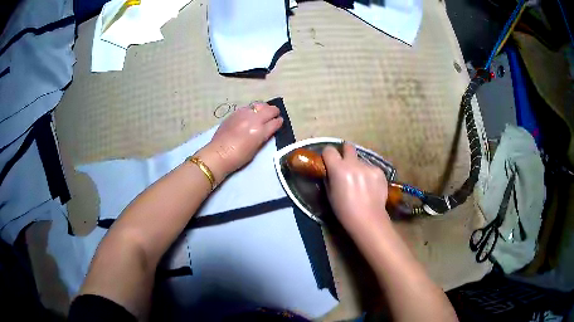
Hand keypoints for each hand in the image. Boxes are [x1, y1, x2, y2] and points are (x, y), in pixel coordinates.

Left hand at [197, 102, 282, 183]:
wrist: (218, 154)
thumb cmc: (238, 158)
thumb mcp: (255, 149)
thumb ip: (263, 137)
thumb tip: (268, 130)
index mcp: (260, 131)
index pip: (275, 122)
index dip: (279, 122)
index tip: (280, 122)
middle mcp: (253, 119)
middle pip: (269, 110)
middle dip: (274, 112)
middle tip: (274, 115)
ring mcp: (243, 114)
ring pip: (258, 105)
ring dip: (263, 108)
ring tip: (263, 113)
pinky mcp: (234, 113)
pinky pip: (247, 107)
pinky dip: (252, 110)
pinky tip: (251, 114)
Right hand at [323, 144, 389, 230]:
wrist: (368, 220)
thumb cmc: (344, 211)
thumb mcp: (330, 194)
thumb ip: (330, 178)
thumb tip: (330, 171)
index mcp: (339, 169)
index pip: (329, 150)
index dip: (328, 155)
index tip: (329, 161)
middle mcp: (354, 164)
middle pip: (348, 146)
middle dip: (345, 152)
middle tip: (345, 164)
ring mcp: (369, 166)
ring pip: (361, 160)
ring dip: (358, 167)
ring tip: (361, 182)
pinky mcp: (380, 171)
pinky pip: (371, 168)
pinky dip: (369, 174)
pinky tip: (370, 187)